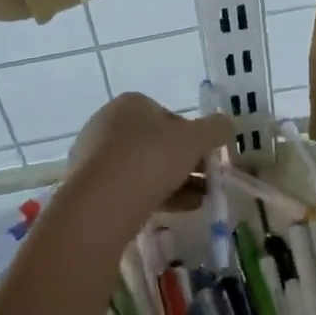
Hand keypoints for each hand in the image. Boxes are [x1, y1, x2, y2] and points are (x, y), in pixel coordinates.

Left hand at [65, 93, 234, 224]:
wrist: (102, 202)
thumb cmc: (151, 158)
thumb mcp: (196, 139)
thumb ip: (216, 129)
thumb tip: (226, 125)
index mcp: (131, 104)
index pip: (170, 116)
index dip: (193, 136)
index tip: (207, 156)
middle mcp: (108, 124)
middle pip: (157, 143)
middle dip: (185, 162)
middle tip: (206, 180)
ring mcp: (95, 156)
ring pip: (144, 167)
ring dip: (175, 182)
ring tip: (199, 200)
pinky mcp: (89, 186)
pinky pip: (129, 187)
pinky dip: (154, 195)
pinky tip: (177, 210)